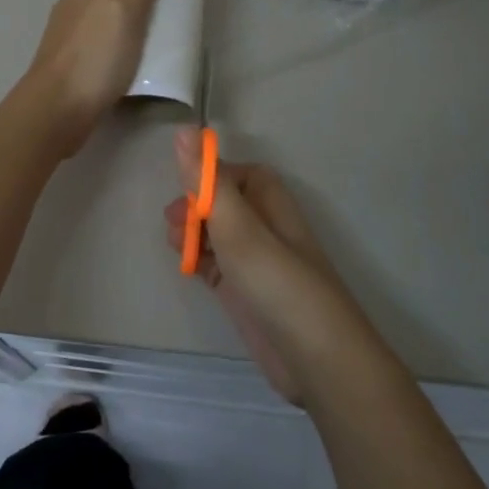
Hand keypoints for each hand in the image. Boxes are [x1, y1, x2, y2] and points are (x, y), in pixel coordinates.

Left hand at [23, 0, 180, 155]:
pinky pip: (103, 51)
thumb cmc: (92, 57)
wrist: (55, 113)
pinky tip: (133, 68)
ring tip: (158, 43)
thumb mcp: (123, 8)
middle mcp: (75, 10)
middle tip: (171, 14)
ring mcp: (71, 43)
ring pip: (106, 24)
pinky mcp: (73, 72)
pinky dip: (121, 53)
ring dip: (130, 27)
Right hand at [164, 131, 369, 406]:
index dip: (208, 176)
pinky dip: (198, 261)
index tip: (182, 191)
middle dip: (195, 207)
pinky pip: (216, 265)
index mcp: (271, 203)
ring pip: (217, 235)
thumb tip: (185, 129)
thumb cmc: (278, 284)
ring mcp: (256, 263)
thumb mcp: (239, 228)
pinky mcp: (246, 293)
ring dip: (193, 234)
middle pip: (223, 203)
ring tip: (175, 247)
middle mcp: (265, 228)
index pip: (237, 174)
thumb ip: (208, 182)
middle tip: (172, 224)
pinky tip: (185, 268)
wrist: (316, 360)